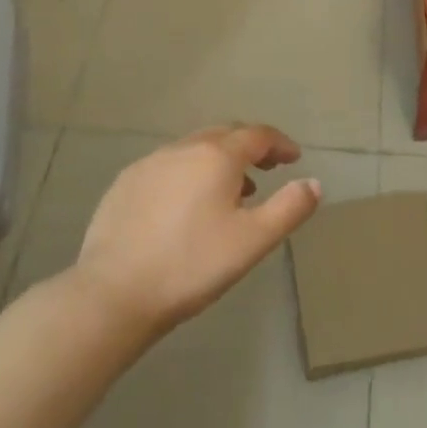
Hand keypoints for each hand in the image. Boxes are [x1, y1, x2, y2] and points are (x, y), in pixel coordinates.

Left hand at [73, 124, 320, 337]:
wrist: (113, 293)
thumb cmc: (191, 265)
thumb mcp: (253, 241)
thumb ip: (289, 208)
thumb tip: (313, 183)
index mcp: (217, 156)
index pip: (258, 135)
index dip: (280, 144)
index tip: (294, 158)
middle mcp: (183, 148)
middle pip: (225, 134)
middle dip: (250, 147)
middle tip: (266, 169)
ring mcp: (150, 163)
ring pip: (194, 148)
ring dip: (218, 160)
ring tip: (230, 192)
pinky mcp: (125, 183)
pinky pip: (167, 166)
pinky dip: (188, 173)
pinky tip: (185, 206)